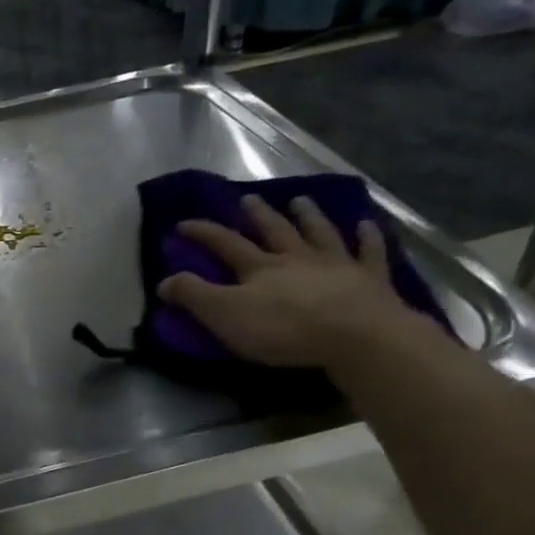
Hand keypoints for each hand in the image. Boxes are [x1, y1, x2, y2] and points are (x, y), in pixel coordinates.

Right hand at [157, 194, 416, 367]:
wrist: (355, 335)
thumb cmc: (283, 328)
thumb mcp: (225, 315)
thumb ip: (194, 296)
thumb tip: (164, 280)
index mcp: (260, 268)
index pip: (225, 244)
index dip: (203, 233)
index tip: (183, 223)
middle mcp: (296, 258)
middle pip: (274, 231)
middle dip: (258, 215)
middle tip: (249, 199)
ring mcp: (336, 264)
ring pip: (319, 233)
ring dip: (309, 216)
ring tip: (301, 200)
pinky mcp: (370, 279)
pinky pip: (369, 252)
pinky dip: (367, 238)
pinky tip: (367, 225)